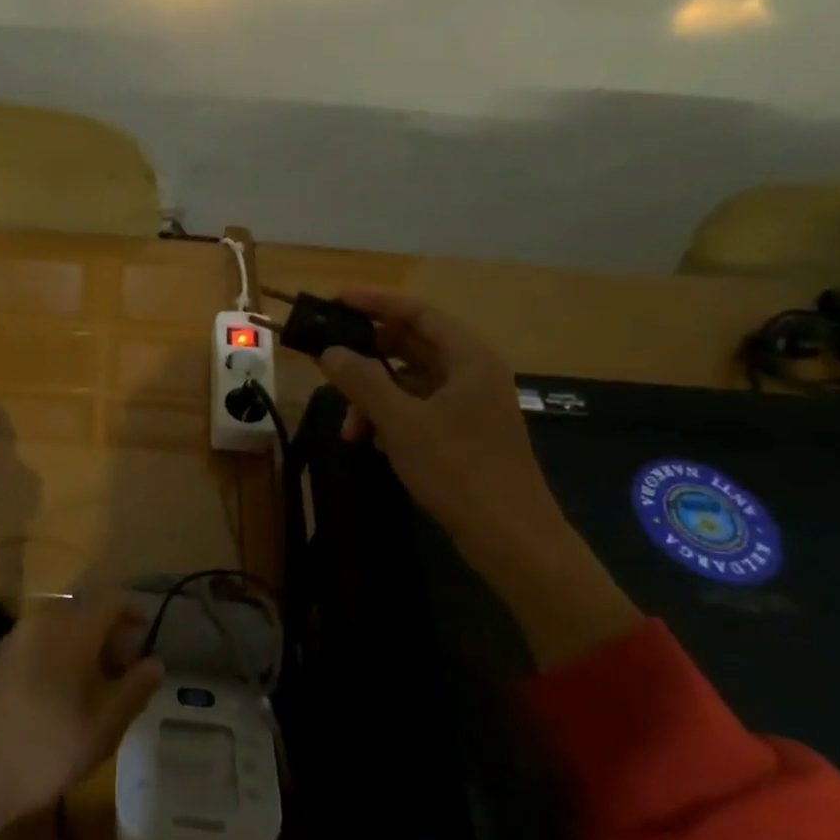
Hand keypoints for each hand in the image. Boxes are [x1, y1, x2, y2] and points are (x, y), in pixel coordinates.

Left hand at [0, 591, 162, 839]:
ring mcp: (9, 640)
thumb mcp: (101, 729)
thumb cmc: (41, 750)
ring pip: (56, 630)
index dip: (132, 611)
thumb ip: (133, 691)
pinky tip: (51, 701)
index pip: (111, 598)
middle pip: (83, 612)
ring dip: (79, 649)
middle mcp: (39, 622)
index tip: (144, 637)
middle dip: (107, 635)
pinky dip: (53, 660)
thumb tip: (154, 662)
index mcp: (70, 629)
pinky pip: (33, 647)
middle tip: (121, 673)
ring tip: (90, 691)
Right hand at [316, 290, 553, 551]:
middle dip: (368, 357)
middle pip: (412, 345)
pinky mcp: (465, 433)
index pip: (418, 312)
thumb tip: (330, 351)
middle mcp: (473, 372)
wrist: (510, 538)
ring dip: (375, 397)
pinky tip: (373, 442)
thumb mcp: (401, 421)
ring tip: (350, 428)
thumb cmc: (458, 469)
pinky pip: (419, 409)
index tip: (335, 301)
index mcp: (469, 357)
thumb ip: (363, 380)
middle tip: (329, 360)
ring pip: (411, 382)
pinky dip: (392, 418)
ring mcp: (470, 404)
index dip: (375, 302)